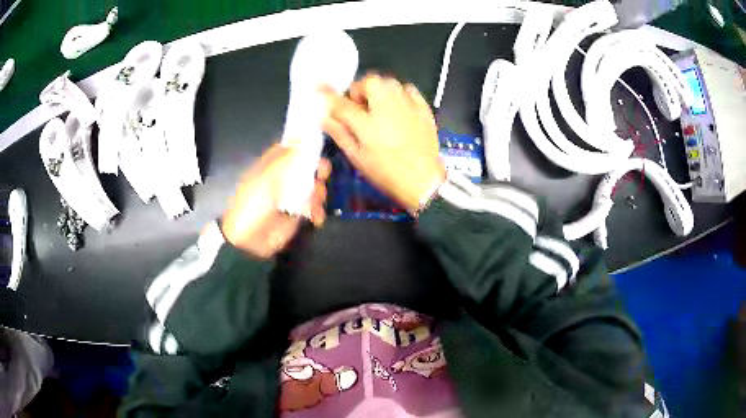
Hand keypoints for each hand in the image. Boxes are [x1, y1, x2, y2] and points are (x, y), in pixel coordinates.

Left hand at [220, 144, 330, 258]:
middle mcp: (282, 179)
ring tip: (314, 203)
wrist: (248, 242)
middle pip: (306, 167)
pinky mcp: (298, 215)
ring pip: (313, 186)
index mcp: (270, 167)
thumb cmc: (252, 205)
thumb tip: (301, 135)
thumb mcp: (266, 178)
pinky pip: (314, 207)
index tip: (319, 143)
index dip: (304, 145)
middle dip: (317, 169)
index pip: (290, 149)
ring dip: (318, 193)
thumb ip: (285, 158)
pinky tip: (316, 217)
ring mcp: (291, 197)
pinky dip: (317, 211)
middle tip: (322, 173)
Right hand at [320, 74, 445, 213]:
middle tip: (359, 106)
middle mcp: (387, 107)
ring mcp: (408, 106)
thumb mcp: (358, 158)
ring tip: (378, 106)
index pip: (342, 102)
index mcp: (367, 123)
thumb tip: (324, 117)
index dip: (329, 95)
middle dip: (360, 90)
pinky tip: (398, 106)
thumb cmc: (387, 173)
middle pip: (369, 81)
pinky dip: (399, 92)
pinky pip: (409, 89)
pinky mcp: (423, 108)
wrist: (423, 181)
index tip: (321, 88)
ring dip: (379, 89)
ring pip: (389, 82)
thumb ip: (340, 133)